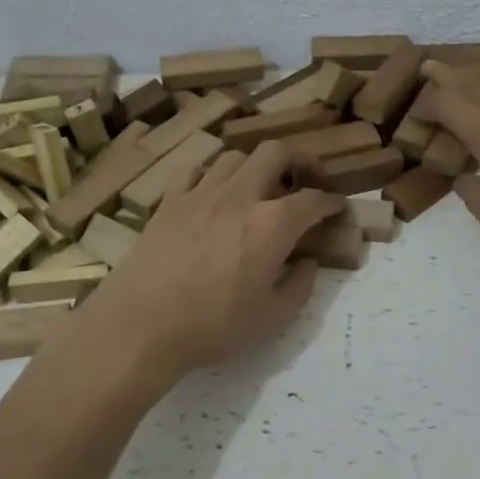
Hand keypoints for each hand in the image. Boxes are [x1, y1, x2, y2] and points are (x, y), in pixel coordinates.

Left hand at [79, 140, 343, 379]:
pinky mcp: (169, 201)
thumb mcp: (272, 318)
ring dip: (254, 166)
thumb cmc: (213, 326)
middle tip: (305, 179)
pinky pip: (195, 170)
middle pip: (275, 152)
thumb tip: (308, 263)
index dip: (332, 202)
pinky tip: (212, 194)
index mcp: (273, 224)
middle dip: (299, 159)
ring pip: (235, 156)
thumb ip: (300, 286)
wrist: (141, 324)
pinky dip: (211, 175)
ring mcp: (201, 193)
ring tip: (258, 187)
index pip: (314, 200)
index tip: (338, 208)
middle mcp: (240, 196)